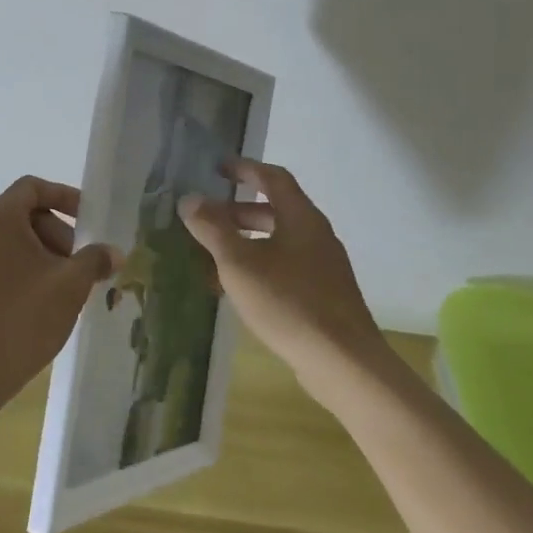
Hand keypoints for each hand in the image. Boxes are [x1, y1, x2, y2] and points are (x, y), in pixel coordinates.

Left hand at [0, 176, 119, 408]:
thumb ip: (94, 260)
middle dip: (58, 233)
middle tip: (81, 264)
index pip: (32, 188)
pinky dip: (23, 269)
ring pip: (11, 241)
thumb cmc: (22, 318)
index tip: (89, 220)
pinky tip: (43, 301)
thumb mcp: (70, 285)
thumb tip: (113, 253)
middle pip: (23, 214)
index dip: (65, 197)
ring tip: (66, 287)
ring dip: (43, 254)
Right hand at [179, 160, 387, 405]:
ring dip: (245, 241)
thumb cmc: (289, 303)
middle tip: (206, 217)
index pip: (273, 178)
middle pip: (275, 210)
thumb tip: (189, 199)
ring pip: (278, 241)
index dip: (244, 169)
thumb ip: (212, 229)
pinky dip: (258, 266)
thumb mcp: (239, 263)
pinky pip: (284, 266)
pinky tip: (236, 289)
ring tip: (212, 254)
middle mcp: (316, 235)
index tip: (217, 169)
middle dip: (237, 211)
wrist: (343, 362)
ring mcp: (323, 267)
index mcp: (301, 218)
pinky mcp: (323, 295)